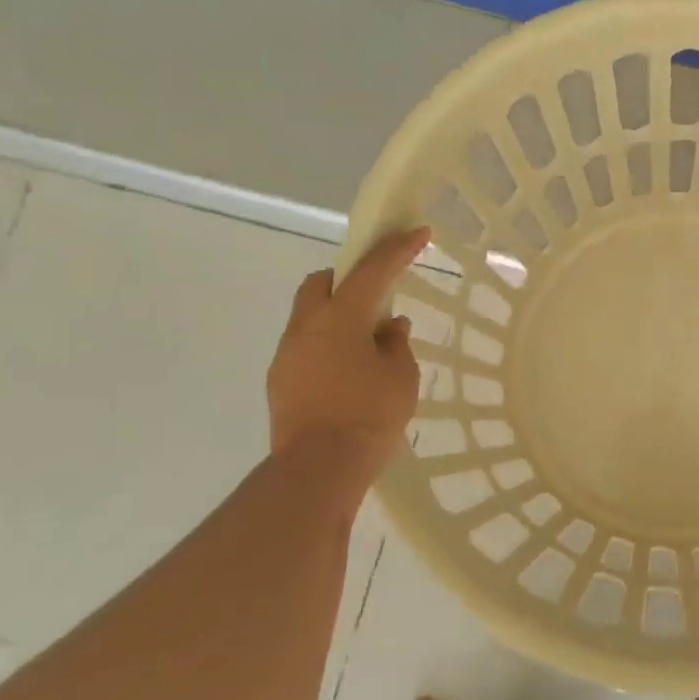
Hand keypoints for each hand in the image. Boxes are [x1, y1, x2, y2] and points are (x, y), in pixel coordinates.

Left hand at [266, 227, 429, 480]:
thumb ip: (395, 344)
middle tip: (377, 292)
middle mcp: (306, 327)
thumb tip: (388, 327)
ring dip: (338, 314)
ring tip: (368, 339)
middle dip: (348, 277)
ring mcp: (287, 354)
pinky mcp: (281, 380)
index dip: (396, 249)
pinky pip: (306, 345)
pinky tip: (350, 369)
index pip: (371, 271)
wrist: (319, 467)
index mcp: (340, 318)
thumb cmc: (369, 415)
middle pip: (322, 283)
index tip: (416, 232)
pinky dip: (328, 343)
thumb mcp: (400, 376)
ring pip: (310, 315)